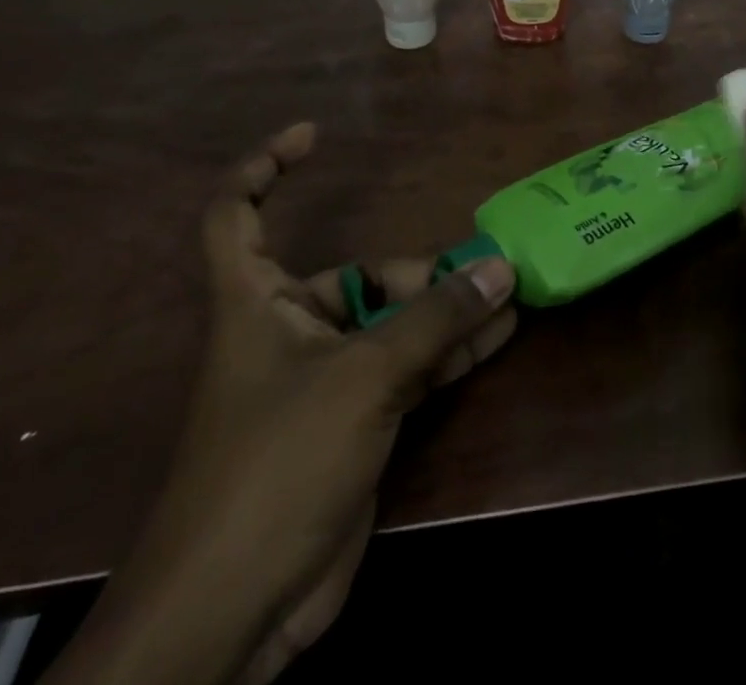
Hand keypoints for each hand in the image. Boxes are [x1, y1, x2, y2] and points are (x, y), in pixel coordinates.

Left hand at [46, 122, 517, 684]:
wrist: (237, 610)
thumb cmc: (276, 465)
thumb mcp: (362, 378)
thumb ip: (434, 320)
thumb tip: (501, 269)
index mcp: (256, 303)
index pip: (236, 215)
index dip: (265, 167)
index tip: (313, 135)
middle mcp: (288, 330)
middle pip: (355, 275)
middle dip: (418, 271)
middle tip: (483, 272)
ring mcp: (324, 379)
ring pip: (393, 323)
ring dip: (447, 310)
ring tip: (509, 293)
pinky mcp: (354, 422)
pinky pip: (409, 368)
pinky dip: (450, 352)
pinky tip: (499, 336)